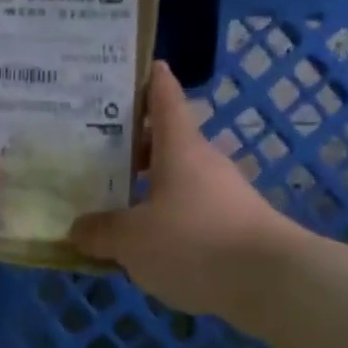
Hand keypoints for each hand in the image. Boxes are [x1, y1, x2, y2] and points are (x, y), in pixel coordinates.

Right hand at [70, 63, 295, 314]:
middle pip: (166, 142)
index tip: (135, 65)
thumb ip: (101, 232)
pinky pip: (190, 213)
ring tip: (112, 204)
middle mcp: (204, 163)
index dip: (150, 79)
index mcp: (179, 148)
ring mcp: (224, 195)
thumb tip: (77, 228)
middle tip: (93, 151)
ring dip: (147, 188)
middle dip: (133, 145)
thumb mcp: (132, 241)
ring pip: (177, 181)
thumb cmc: (194, 243)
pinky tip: (145, 246)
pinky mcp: (234, 227)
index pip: (165, 97)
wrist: (269, 283)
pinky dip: (166, 220)